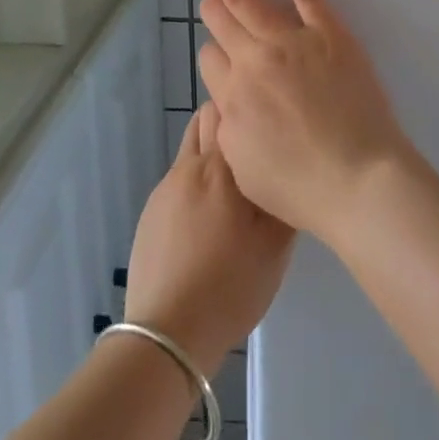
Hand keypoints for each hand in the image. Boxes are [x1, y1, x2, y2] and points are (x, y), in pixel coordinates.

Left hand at [123, 104, 293, 376]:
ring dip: (211, 151)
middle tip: (256, 146)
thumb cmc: (231, 285)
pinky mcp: (150, 212)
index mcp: (220, 167)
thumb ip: (284, 195)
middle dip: (229, 121)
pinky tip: (210, 216)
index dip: (249, 105)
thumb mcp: (276, 244)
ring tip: (234, 182)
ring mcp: (165, 188)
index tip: (269, 118)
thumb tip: (287, 164)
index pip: (229, 107)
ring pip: (190, 147)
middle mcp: (188, 166)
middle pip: (205, 118)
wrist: (167, 333)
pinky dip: (197, 181)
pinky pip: (179, 178)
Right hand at [196, 0, 423, 242]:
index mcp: (230, 99)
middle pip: (220, 21)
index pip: (209, 59)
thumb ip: (229, 127)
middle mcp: (250, 62)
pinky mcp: (325, 29)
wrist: (359, 182)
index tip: (229, 59)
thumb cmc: (303, 188)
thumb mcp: (246, 169)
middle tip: (224, 8)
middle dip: (217, 10)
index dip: (216, 56)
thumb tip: (229, 100)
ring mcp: (288, 40)